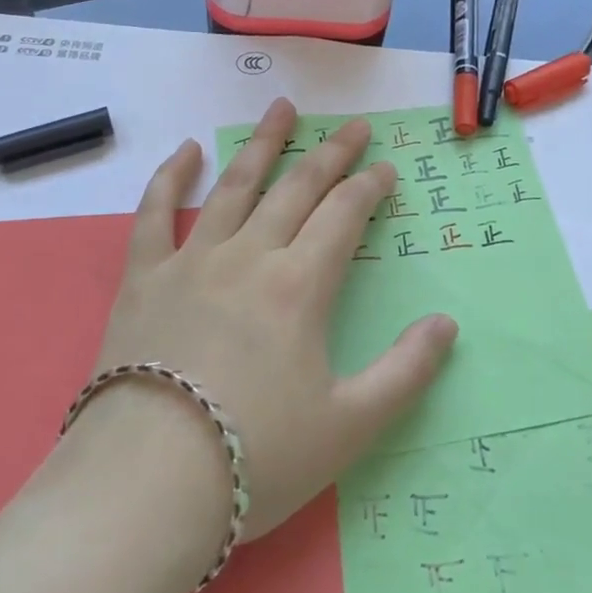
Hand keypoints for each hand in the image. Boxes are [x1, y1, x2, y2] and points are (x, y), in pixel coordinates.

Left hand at [86, 98, 457, 539]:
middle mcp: (249, 256)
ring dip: (263, 143)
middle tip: (354, 126)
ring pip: (235, 185)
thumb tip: (447, 324)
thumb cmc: (256, 456)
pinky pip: (156, 213)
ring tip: (283, 107)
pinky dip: (172, 177)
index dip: (369, 187)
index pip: (344, 216)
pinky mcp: (144, 277)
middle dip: (331, 154)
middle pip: (297, 188)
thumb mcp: (349, 425)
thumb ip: (406, 372)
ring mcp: (192, 260)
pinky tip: (186, 150)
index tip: (386, 168)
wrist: (147, 485)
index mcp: (299, 286)